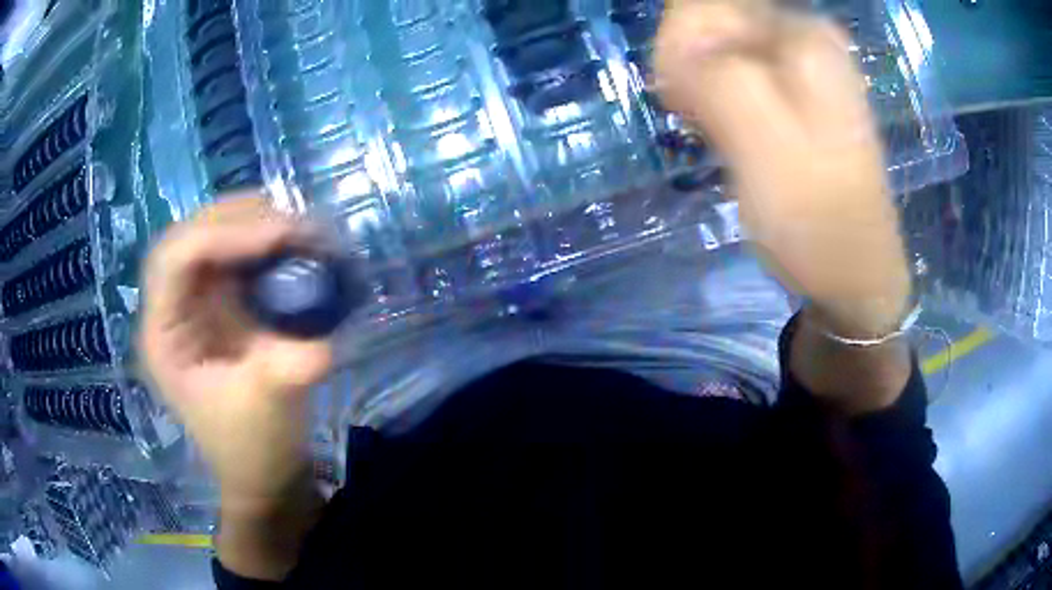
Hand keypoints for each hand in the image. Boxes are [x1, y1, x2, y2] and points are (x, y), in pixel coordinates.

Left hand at [140, 196, 331, 505]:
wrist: (261, 470)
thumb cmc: (254, 448)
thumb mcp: (270, 408)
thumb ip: (290, 368)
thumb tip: (325, 335)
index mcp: (163, 337)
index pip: (175, 260)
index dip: (221, 236)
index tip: (278, 235)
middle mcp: (169, 310)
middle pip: (187, 237)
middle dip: (235, 219)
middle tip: (288, 219)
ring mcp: (191, 304)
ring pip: (206, 237)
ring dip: (247, 221)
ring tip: (291, 224)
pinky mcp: (215, 305)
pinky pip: (229, 255)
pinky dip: (257, 239)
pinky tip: (284, 241)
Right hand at [655, 0, 911, 337]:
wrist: (854, 274)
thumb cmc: (816, 220)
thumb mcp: (763, 144)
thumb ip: (716, 76)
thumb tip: (679, 43)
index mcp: (803, 37)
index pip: (706, 4)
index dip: (681, 45)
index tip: (686, 99)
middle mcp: (804, 37)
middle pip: (710, 18)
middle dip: (689, 64)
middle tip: (701, 119)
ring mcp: (800, 66)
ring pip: (716, 46)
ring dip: (699, 85)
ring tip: (713, 131)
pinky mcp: (793, 94)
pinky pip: (731, 71)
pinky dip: (713, 96)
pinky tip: (721, 130)